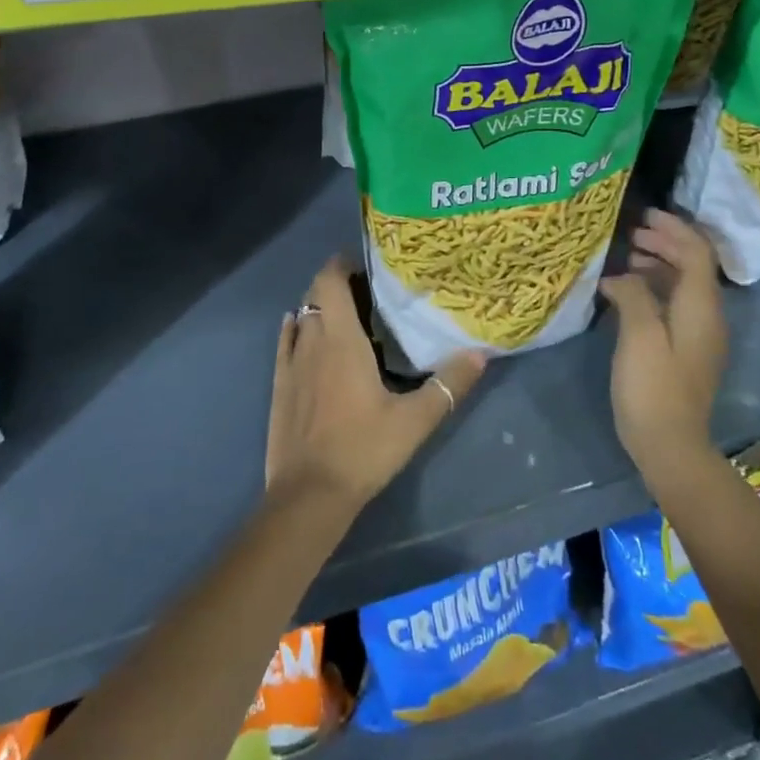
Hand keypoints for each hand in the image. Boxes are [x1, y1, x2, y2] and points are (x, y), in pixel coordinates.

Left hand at [266, 257, 485, 515]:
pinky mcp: (279, 385)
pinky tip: (305, 333)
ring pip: (301, 317)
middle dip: (335, 283)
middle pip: (315, 294)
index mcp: (340, 339)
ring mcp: (291, 363)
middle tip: (366, 289)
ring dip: (319, 307)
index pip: (330, 280)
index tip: (365, 263)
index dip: (342, 263)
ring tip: (346, 313)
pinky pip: (286, 342)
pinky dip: (296, 328)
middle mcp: (311, 341)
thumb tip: (480, 353)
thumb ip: (448, 385)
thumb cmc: (363, 449)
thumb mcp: (414, 420)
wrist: (308, 495)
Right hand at [602, 210, 729, 492]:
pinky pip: (675, 304)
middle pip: (693, 266)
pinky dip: (655, 287)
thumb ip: (633, 294)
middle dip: (665, 242)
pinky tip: (627, 291)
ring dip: (659, 264)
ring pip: (683, 285)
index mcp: (701, 308)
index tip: (644, 215)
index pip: (697, 253)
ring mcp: (699, 335)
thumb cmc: (654, 387)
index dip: (674, 229)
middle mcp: (707, 316)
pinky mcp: (686, 350)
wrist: (670, 446)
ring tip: (626, 257)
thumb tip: (622, 276)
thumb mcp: (639, 335)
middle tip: (631, 233)